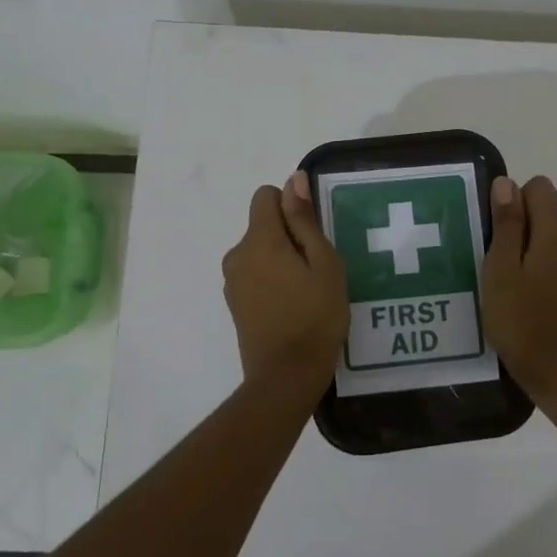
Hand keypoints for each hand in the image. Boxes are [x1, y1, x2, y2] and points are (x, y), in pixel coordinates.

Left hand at [222, 171, 347, 387]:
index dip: (292, 207)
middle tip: (317, 268)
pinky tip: (293, 305)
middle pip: (263, 225)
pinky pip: (254, 274)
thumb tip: (293, 180)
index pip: (266, 196)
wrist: (286, 377)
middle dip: (289, 236)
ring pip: (259, 251)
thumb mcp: (324, 263)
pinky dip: (272, 279)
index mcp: (259, 241)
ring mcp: (232, 281)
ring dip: (281, 259)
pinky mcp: (235, 303)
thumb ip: (304, 219)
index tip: (313, 235)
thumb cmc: (315, 316)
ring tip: (307, 290)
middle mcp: (237, 255)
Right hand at [481, 174, 556, 399]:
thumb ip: (506, 223)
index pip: (539, 187)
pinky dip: (532, 262)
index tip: (495, 230)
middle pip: (544, 209)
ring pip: (546, 233)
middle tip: (491, 256)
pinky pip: (551, 255)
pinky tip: (515, 289)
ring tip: (499, 274)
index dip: (512, 200)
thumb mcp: (501, 268)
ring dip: (521, 244)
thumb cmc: (520, 317)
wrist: (553, 368)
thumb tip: (506, 183)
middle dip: (515, 222)